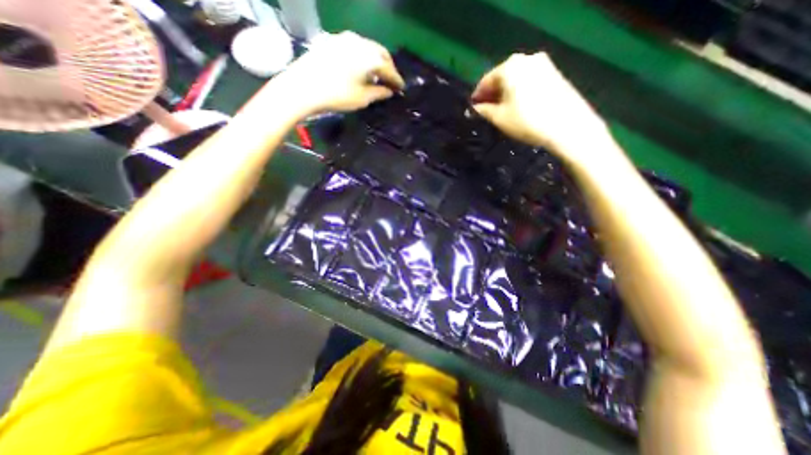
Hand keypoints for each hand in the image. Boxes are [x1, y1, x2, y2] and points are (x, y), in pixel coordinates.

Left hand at [273, 30, 403, 113]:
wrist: (302, 87)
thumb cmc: (336, 96)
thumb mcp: (362, 98)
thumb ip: (378, 93)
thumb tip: (389, 91)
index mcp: (369, 57)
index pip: (389, 69)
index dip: (396, 80)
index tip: (401, 89)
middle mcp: (359, 42)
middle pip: (380, 53)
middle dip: (388, 67)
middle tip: (391, 81)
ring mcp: (344, 38)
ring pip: (367, 48)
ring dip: (375, 60)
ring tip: (377, 75)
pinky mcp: (331, 40)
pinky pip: (354, 47)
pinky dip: (362, 57)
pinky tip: (360, 67)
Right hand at [474, 51, 611, 160]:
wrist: (567, 126)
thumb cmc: (527, 121)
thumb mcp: (499, 118)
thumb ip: (483, 111)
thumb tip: (473, 108)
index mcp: (509, 67)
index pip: (485, 81)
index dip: (477, 97)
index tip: (472, 110)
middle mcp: (526, 59)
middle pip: (501, 78)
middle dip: (492, 95)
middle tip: (486, 112)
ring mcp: (543, 64)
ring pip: (516, 79)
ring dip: (505, 93)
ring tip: (501, 111)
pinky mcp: (554, 73)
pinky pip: (529, 81)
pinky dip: (519, 92)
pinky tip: (518, 106)